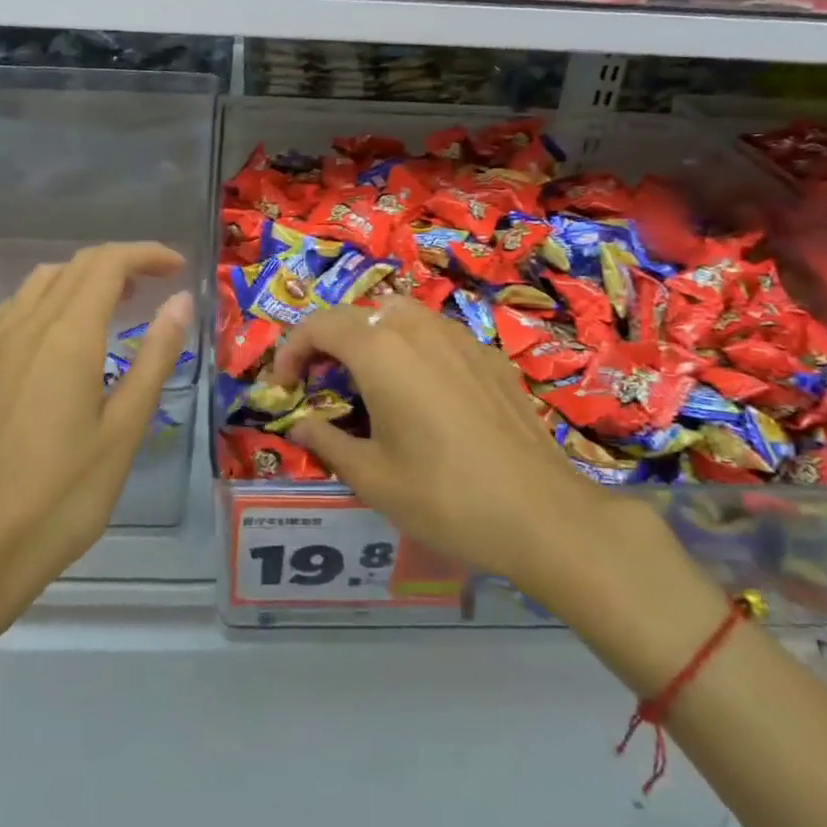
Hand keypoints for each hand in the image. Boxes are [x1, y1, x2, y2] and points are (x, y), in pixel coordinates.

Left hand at [0, 242, 191, 652]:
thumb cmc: (64, 495)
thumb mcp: (125, 429)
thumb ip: (155, 356)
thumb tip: (180, 300)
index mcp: (67, 337)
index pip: (108, 264)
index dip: (146, 254)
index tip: (177, 268)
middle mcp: (24, 326)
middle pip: (75, 266)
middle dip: (120, 263)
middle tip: (154, 286)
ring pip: (39, 284)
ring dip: (81, 280)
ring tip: (112, 307)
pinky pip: (11, 312)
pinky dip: (46, 303)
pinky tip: (57, 339)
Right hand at [273, 298, 618, 596]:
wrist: (541, 513)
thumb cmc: (444, 496)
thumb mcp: (371, 477)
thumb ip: (326, 442)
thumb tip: (299, 425)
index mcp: (381, 350)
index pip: (320, 325)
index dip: (292, 349)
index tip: (284, 386)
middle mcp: (418, 329)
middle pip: (360, 313)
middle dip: (330, 340)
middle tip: (321, 383)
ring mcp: (460, 338)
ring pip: (402, 315)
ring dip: (373, 336)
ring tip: (369, 380)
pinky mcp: (490, 357)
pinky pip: (438, 335)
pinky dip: (414, 349)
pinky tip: (425, 393)